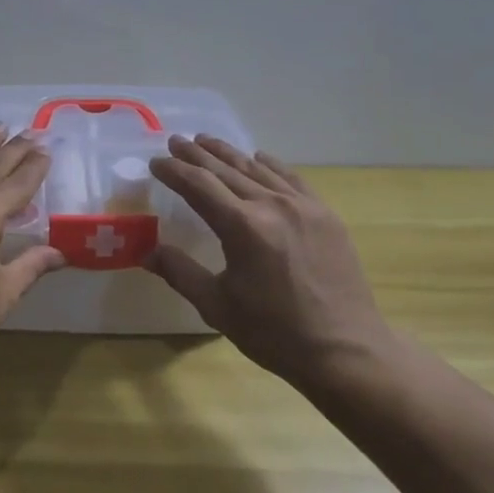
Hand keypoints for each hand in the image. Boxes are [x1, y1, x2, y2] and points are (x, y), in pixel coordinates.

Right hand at [146, 135, 391, 388]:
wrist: (346, 351)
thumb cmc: (274, 333)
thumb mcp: (217, 306)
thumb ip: (180, 272)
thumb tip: (147, 253)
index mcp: (242, 226)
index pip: (198, 185)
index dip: (174, 171)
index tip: (155, 162)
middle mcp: (272, 205)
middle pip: (226, 170)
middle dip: (196, 155)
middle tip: (175, 141)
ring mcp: (304, 207)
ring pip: (258, 169)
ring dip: (229, 154)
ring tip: (207, 141)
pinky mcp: (326, 216)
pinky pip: (292, 178)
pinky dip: (270, 165)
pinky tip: (259, 158)